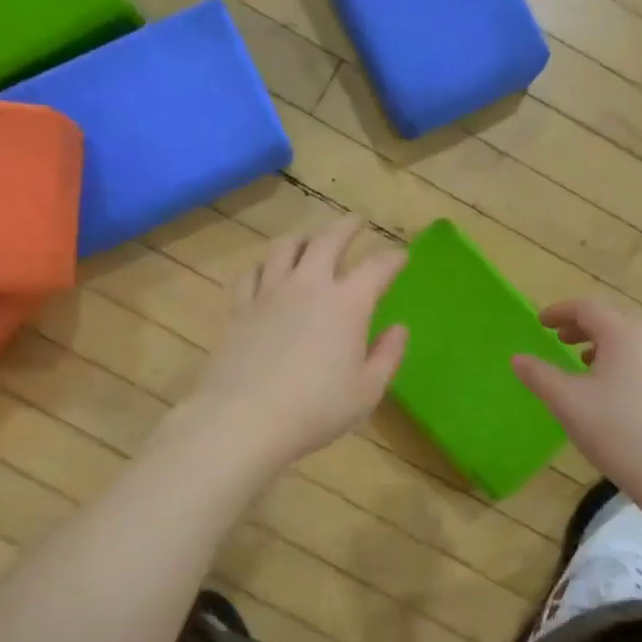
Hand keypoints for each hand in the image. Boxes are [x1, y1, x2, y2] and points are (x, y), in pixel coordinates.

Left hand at [173, 218, 408, 476]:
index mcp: (347, 304)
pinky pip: (252, 272)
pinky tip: (266, 270)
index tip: (401, 255)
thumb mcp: (367, 391)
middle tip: (355, 222)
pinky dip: (264, 264)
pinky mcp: (240, 307)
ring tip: (309, 238)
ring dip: (303, 237)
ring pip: (285, 247)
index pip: (377, 267)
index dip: (392, 258)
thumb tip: (399, 328)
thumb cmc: (315, 409)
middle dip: (346, 227)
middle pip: (328, 240)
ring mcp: (269, 293)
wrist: (244, 419)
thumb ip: (387, 356)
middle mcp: (309, 285)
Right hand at [512, 300, 641, 506]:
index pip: (587, 308)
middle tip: (558, 338)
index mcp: (624, 334)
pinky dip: (620, 361)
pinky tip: (609, 389)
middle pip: (612, 320)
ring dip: (602, 343)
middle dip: (582, 326)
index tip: (539, 321)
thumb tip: (517, 358)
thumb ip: (539, 375)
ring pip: (630, 341)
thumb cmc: (616, 430)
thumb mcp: (567, 402)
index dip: (560, 311)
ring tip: (581, 361)